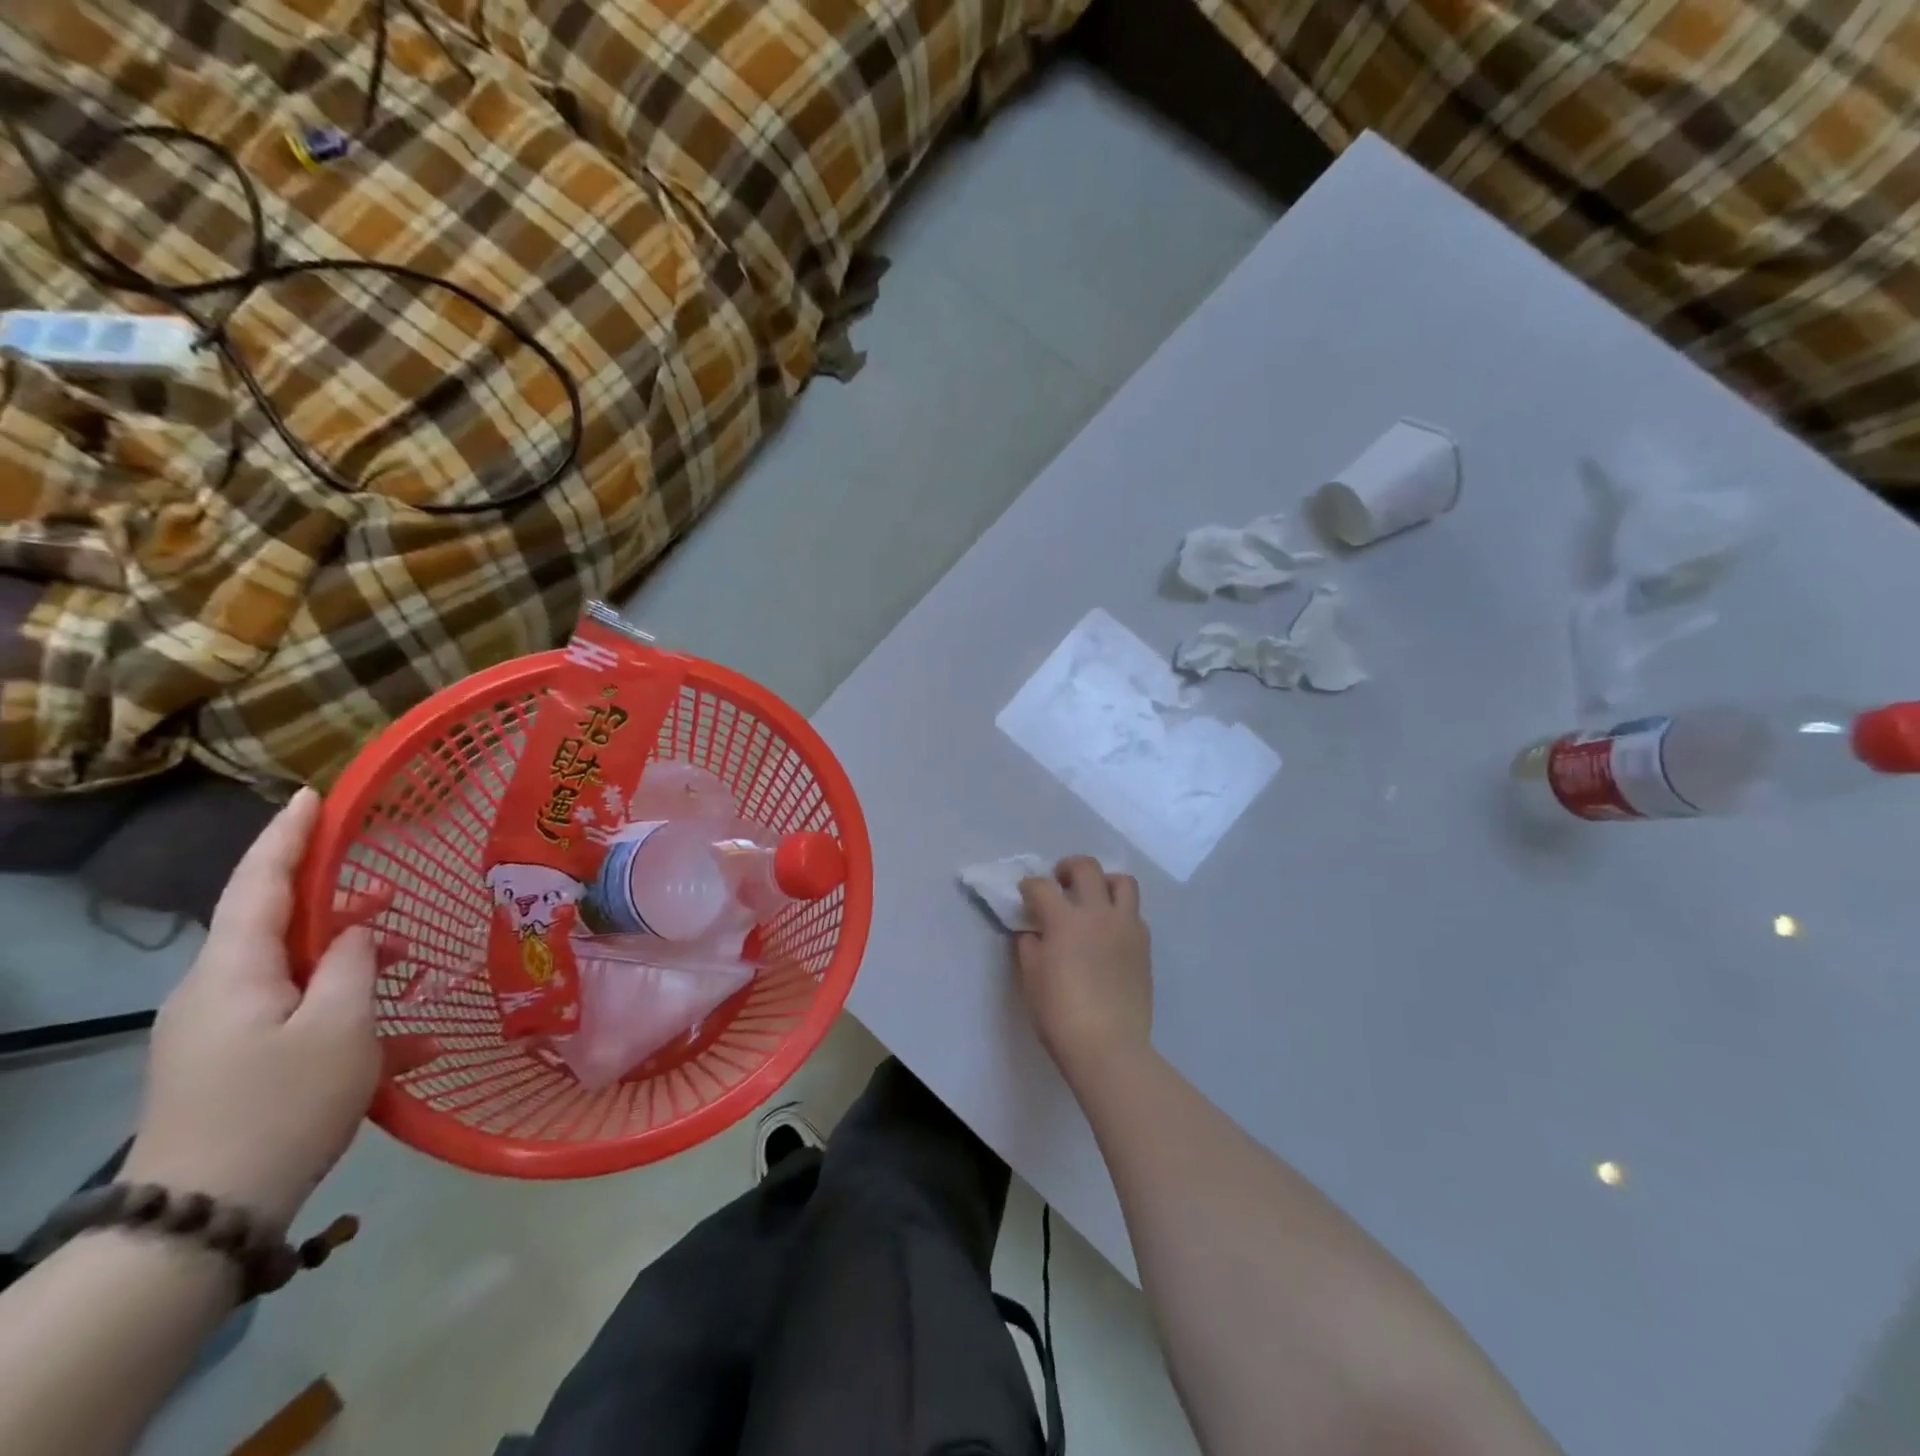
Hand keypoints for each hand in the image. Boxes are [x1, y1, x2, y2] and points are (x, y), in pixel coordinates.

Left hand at [123, 789, 379, 1233]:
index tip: (312, 796)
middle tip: (395, 892)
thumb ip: (355, 964)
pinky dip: (352, 1020)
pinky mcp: (237, 1066)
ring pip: (299, 974)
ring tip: (416, 965)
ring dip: (357, 965)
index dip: (287, 835)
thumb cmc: (281, 1104)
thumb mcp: (341, 1026)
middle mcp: (219, 991)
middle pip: (281, 926)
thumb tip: (359, 931)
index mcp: (234, 971)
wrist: (204, 1216)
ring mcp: (224, 1032)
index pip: (259, 883)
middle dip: (341, 905)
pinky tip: (417, 1049)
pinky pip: (301, 1021)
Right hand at [1015, 857, 1152, 1077]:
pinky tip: (1108, 931)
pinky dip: (1119, 912)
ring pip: (1122, 882)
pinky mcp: (1144, 945)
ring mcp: (1126, 927)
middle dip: (1068, 867)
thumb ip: (1030, 946)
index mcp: (1065, 920)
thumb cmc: (1060, 1013)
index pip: (1042, 887)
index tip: (1025, 893)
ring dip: (1104, 882)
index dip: (1029, 886)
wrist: (1109, 1046)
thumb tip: (1034, 932)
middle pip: (1086, 868)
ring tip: (1093, 898)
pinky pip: (1134, 914)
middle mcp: (1098, 913)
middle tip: (1060, 881)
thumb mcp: (1031, 978)